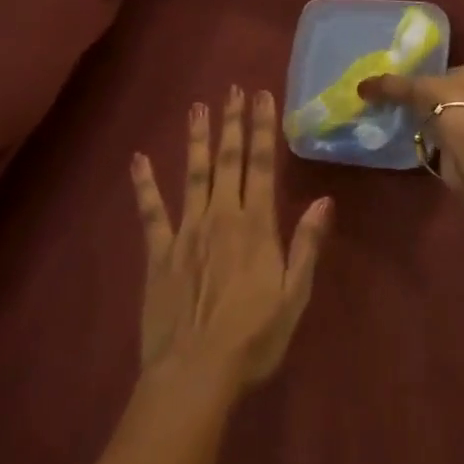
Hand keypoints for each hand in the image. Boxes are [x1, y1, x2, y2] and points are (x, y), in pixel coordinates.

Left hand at [130, 86, 330, 388]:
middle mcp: (222, 217)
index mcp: (257, 225)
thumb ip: (307, 244)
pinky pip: (151, 212)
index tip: (261, 96)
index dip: (262, 128)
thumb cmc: (254, 337)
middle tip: (232, 89)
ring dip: (196, 140)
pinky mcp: (159, 253)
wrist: (195, 374)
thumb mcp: (294, 294)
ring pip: (193, 175)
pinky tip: (139, 159)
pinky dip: (144, 185)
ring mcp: (187, 232)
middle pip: (228, 160)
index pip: (263, 165)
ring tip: (197, 108)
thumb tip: (325, 199)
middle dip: (232, 122)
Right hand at [359, 61, 463, 190]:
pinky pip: (458, 140)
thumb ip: (390, 85)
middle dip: (437, 102)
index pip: (455, 69)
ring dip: (440, 124)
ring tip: (414, 127)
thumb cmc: (451, 106)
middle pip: (457, 94)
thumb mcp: (415, 89)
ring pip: (458, 118)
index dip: (435, 77)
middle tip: (411, 107)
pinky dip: (444, 143)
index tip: (415, 87)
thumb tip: (361, 86)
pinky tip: (426, 145)